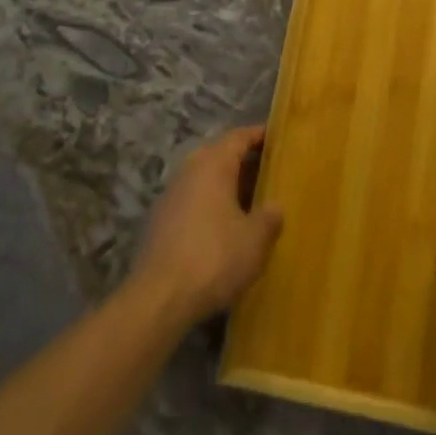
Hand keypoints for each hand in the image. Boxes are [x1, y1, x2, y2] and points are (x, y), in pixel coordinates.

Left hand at [131, 126, 283, 325]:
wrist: (159, 299)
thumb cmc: (214, 258)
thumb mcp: (255, 240)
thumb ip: (269, 217)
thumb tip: (275, 207)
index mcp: (213, 165)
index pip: (238, 137)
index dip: (258, 135)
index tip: (277, 137)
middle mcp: (189, 171)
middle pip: (219, 156)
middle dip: (243, 163)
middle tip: (269, 173)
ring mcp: (170, 196)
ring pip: (204, 181)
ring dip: (226, 187)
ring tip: (250, 204)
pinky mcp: (159, 223)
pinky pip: (192, 202)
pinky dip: (210, 207)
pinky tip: (223, 230)